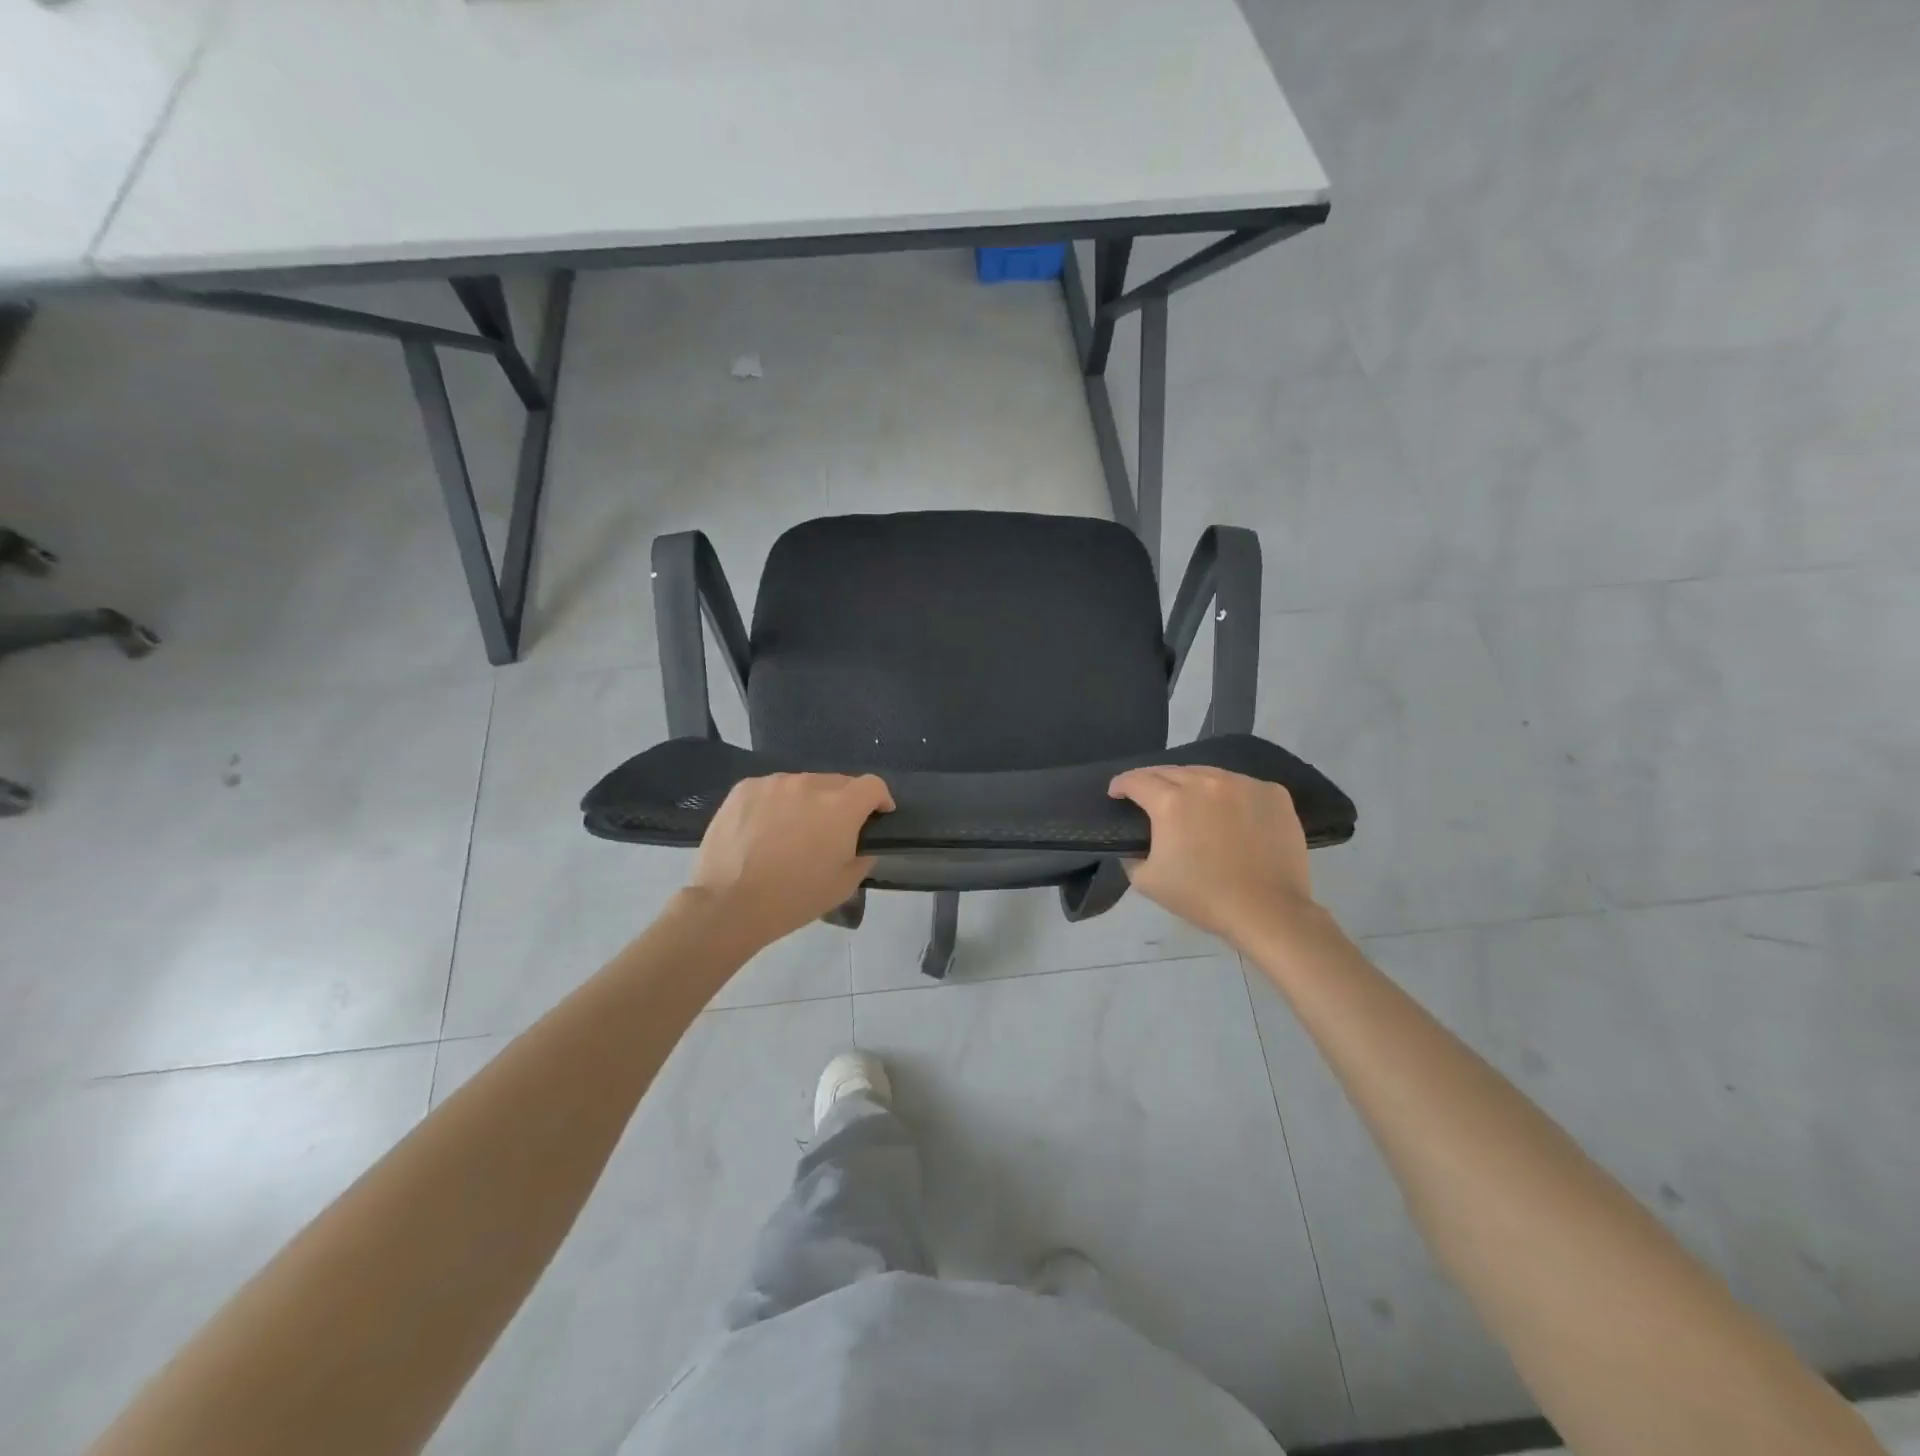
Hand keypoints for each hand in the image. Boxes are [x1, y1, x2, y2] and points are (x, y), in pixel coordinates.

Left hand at [686, 773, 894, 948]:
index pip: (873, 785)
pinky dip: (777, 804)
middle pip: (838, 783)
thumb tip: (861, 844)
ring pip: (803, 785)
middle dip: (842, 803)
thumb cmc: (793, 899)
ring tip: (793, 832)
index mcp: (841, 807)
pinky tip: (764, 830)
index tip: (876, 817)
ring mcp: (775, 783)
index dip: (880, 799)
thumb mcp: (843, 886)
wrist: (728, 904)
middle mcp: (810, 784)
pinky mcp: (745, 788)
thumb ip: (862, 857)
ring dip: (807, 802)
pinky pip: (772, 789)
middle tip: (830, 832)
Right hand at [1108, 765, 1316, 945]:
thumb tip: (1133, 842)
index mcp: (1171, 802)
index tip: (1116, 793)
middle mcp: (1205, 782)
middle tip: (1148, 797)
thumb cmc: (1203, 898)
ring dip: (1191, 784)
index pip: (1136, 780)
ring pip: (1207, 773)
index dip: (1121, 785)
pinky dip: (1228, 794)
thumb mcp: (1147, 881)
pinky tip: (1229, 813)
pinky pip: (1241, 785)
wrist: (1268, 911)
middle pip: (1170, 771)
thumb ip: (1131, 854)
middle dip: (1153, 781)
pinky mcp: (1272, 793)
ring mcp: (1243, 783)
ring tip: (1190, 801)